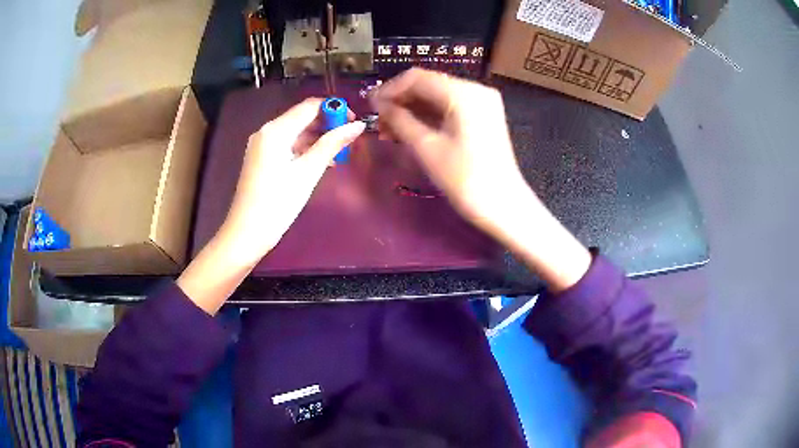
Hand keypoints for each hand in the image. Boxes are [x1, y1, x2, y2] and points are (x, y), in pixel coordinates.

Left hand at [220, 98, 364, 263]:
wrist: (247, 233)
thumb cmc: (278, 203)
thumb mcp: (308, 172)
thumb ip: (333, 144)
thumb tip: (358, 126)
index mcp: (276, 130)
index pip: (309, 106)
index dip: (334, 109)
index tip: (354, 122)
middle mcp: (267, 131)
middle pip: (302, 117)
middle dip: (327, 124)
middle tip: (349, 140)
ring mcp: (262, 145)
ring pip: (295, 132)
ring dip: (317, 138)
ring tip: (339, 153)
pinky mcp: (261, 158)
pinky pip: (287, 145)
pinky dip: (305, 149)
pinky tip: (321, 161)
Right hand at [371, 68, 526, 231]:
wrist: (502, 205)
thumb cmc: (464, 178)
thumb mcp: (426, 147)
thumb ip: (399, 120)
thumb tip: (378, 104)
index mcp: (462, 92)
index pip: (417, 78)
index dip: (390, 89)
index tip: (369, 104)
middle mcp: (475, 89)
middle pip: (428, 85)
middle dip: (400, 101)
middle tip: (377, 120)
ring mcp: (481, 102)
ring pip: (437, 97)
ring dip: (412, 110)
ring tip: (388, 130)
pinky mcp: (483, 116)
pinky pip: (450, 108)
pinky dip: (429, 117)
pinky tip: (409, 130)